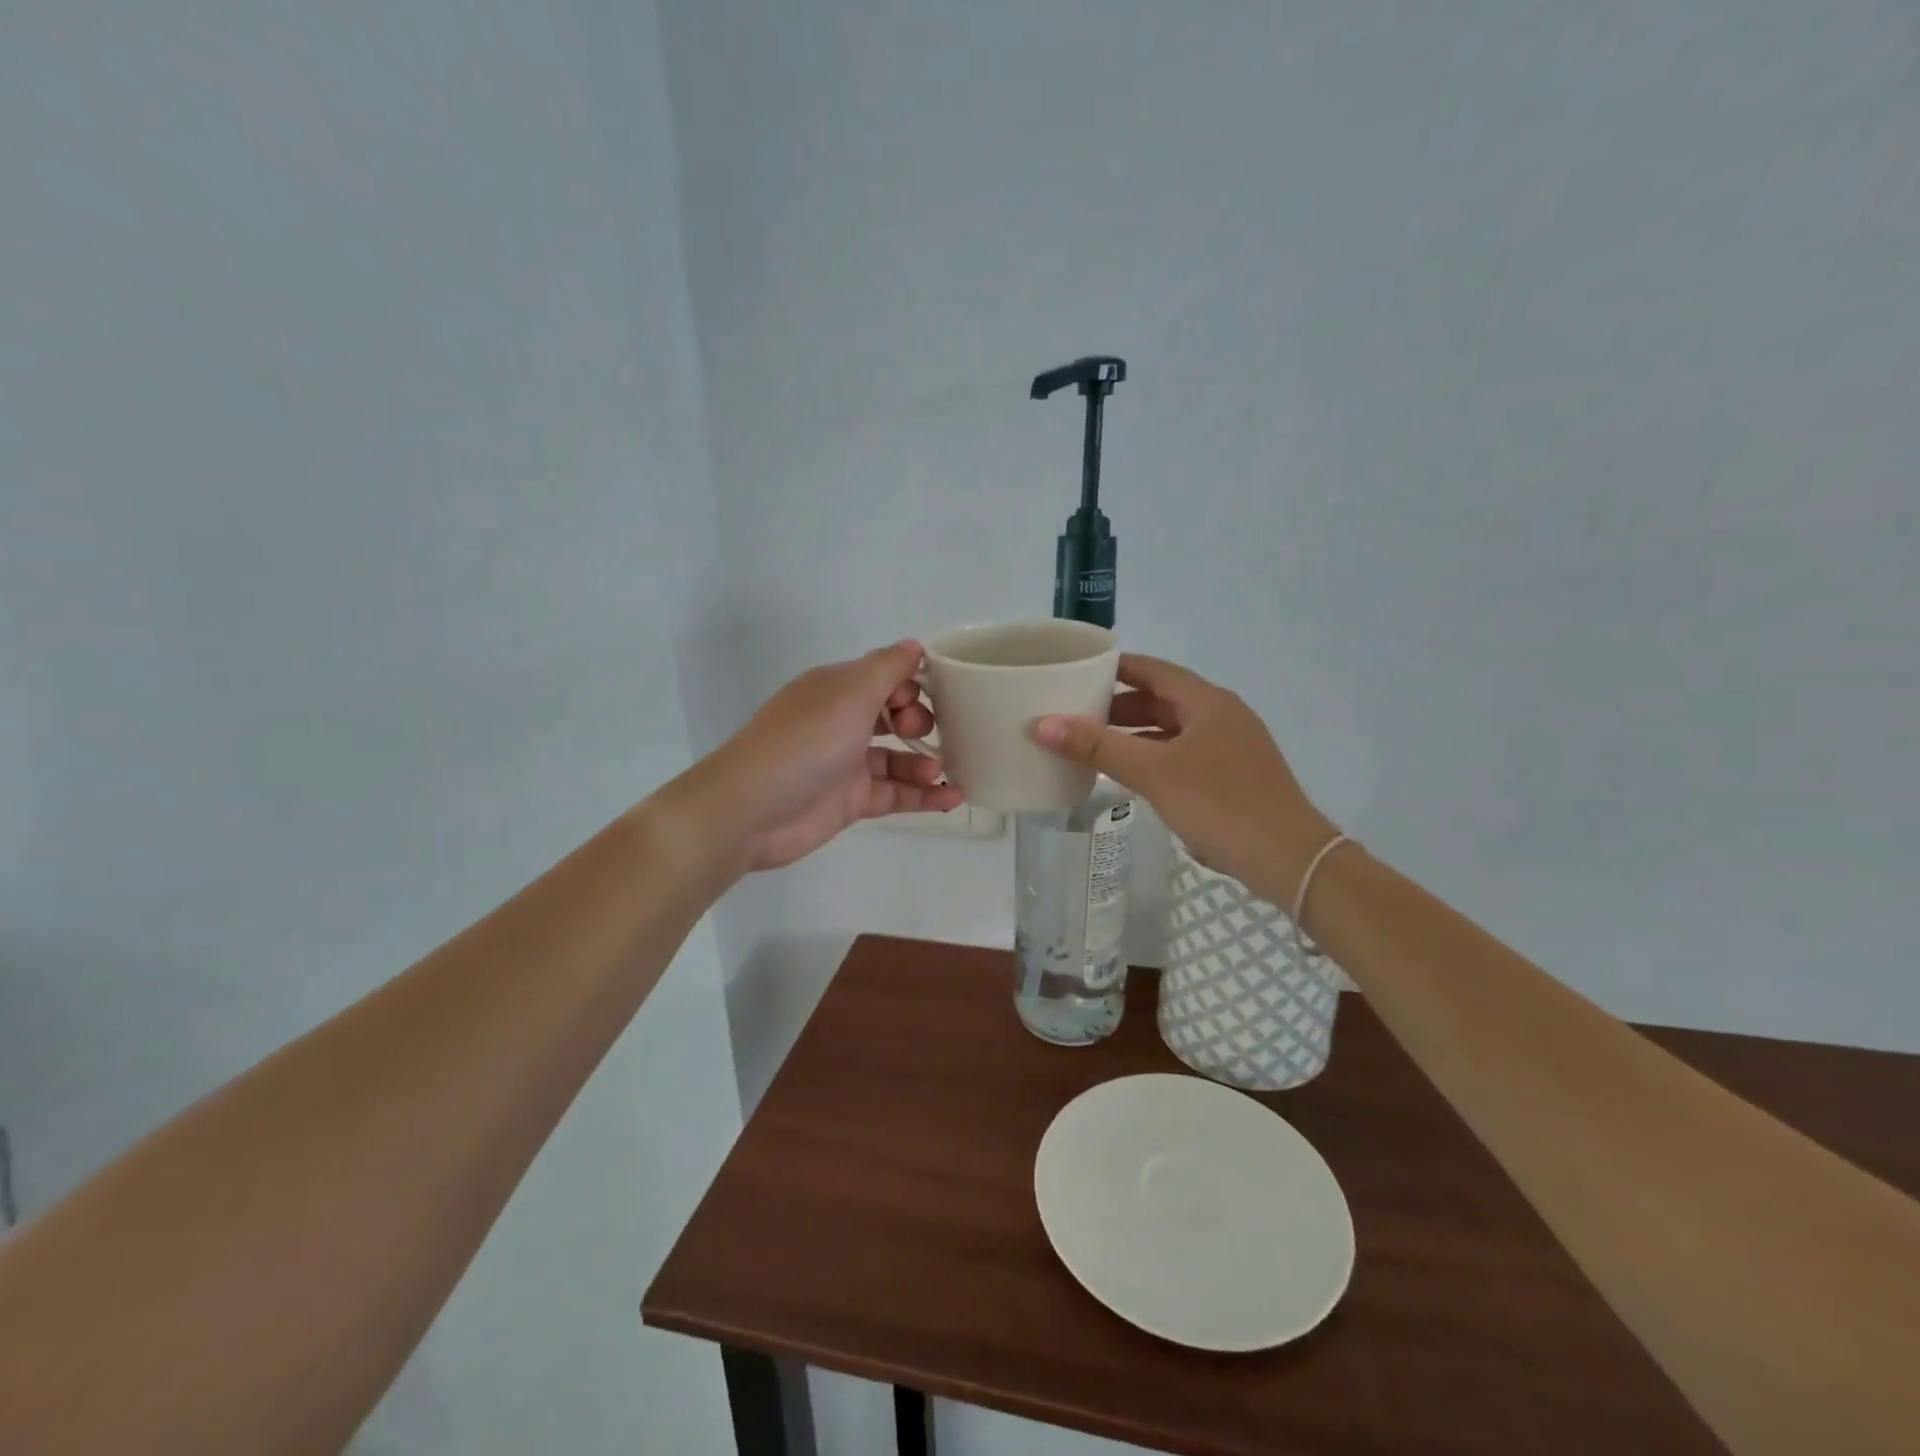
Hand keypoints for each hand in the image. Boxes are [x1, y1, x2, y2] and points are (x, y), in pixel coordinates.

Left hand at [675, 641, 963, 873]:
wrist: (750, 810)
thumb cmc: (805, 742)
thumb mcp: (850, 693)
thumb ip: (888, 667)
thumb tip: (914, 645)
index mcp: (836, 689)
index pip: (884, 676)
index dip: (911, 684)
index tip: (931, 696)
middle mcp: (841, 722)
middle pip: (893, 716)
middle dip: (920, 721)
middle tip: (925, 733)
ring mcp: (845, 764)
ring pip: (897, 758)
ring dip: (925, 762)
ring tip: (943, 770)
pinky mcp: (850, 801)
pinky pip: (895, 793)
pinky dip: (923, 796)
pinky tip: (953, 798)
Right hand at [1034, 654, 1335, 899]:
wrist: (1290, 859)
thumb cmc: (1220, 804)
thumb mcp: (1153, 772)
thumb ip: (1097, 747)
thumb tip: (1042, 724)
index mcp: (1206, 701)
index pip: (1151, 669)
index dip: (1112, 668)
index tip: (1074, 672)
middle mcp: (1221, 714)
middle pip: (1161, 698)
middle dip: (1117, 705)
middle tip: (1074, 715)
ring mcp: (1231, 746)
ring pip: (1172, 729)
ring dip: (1134, 733)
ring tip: (1092, 746)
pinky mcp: (1233, 775)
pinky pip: (1183, 753)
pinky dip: (1153, 756)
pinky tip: (1130, 776)